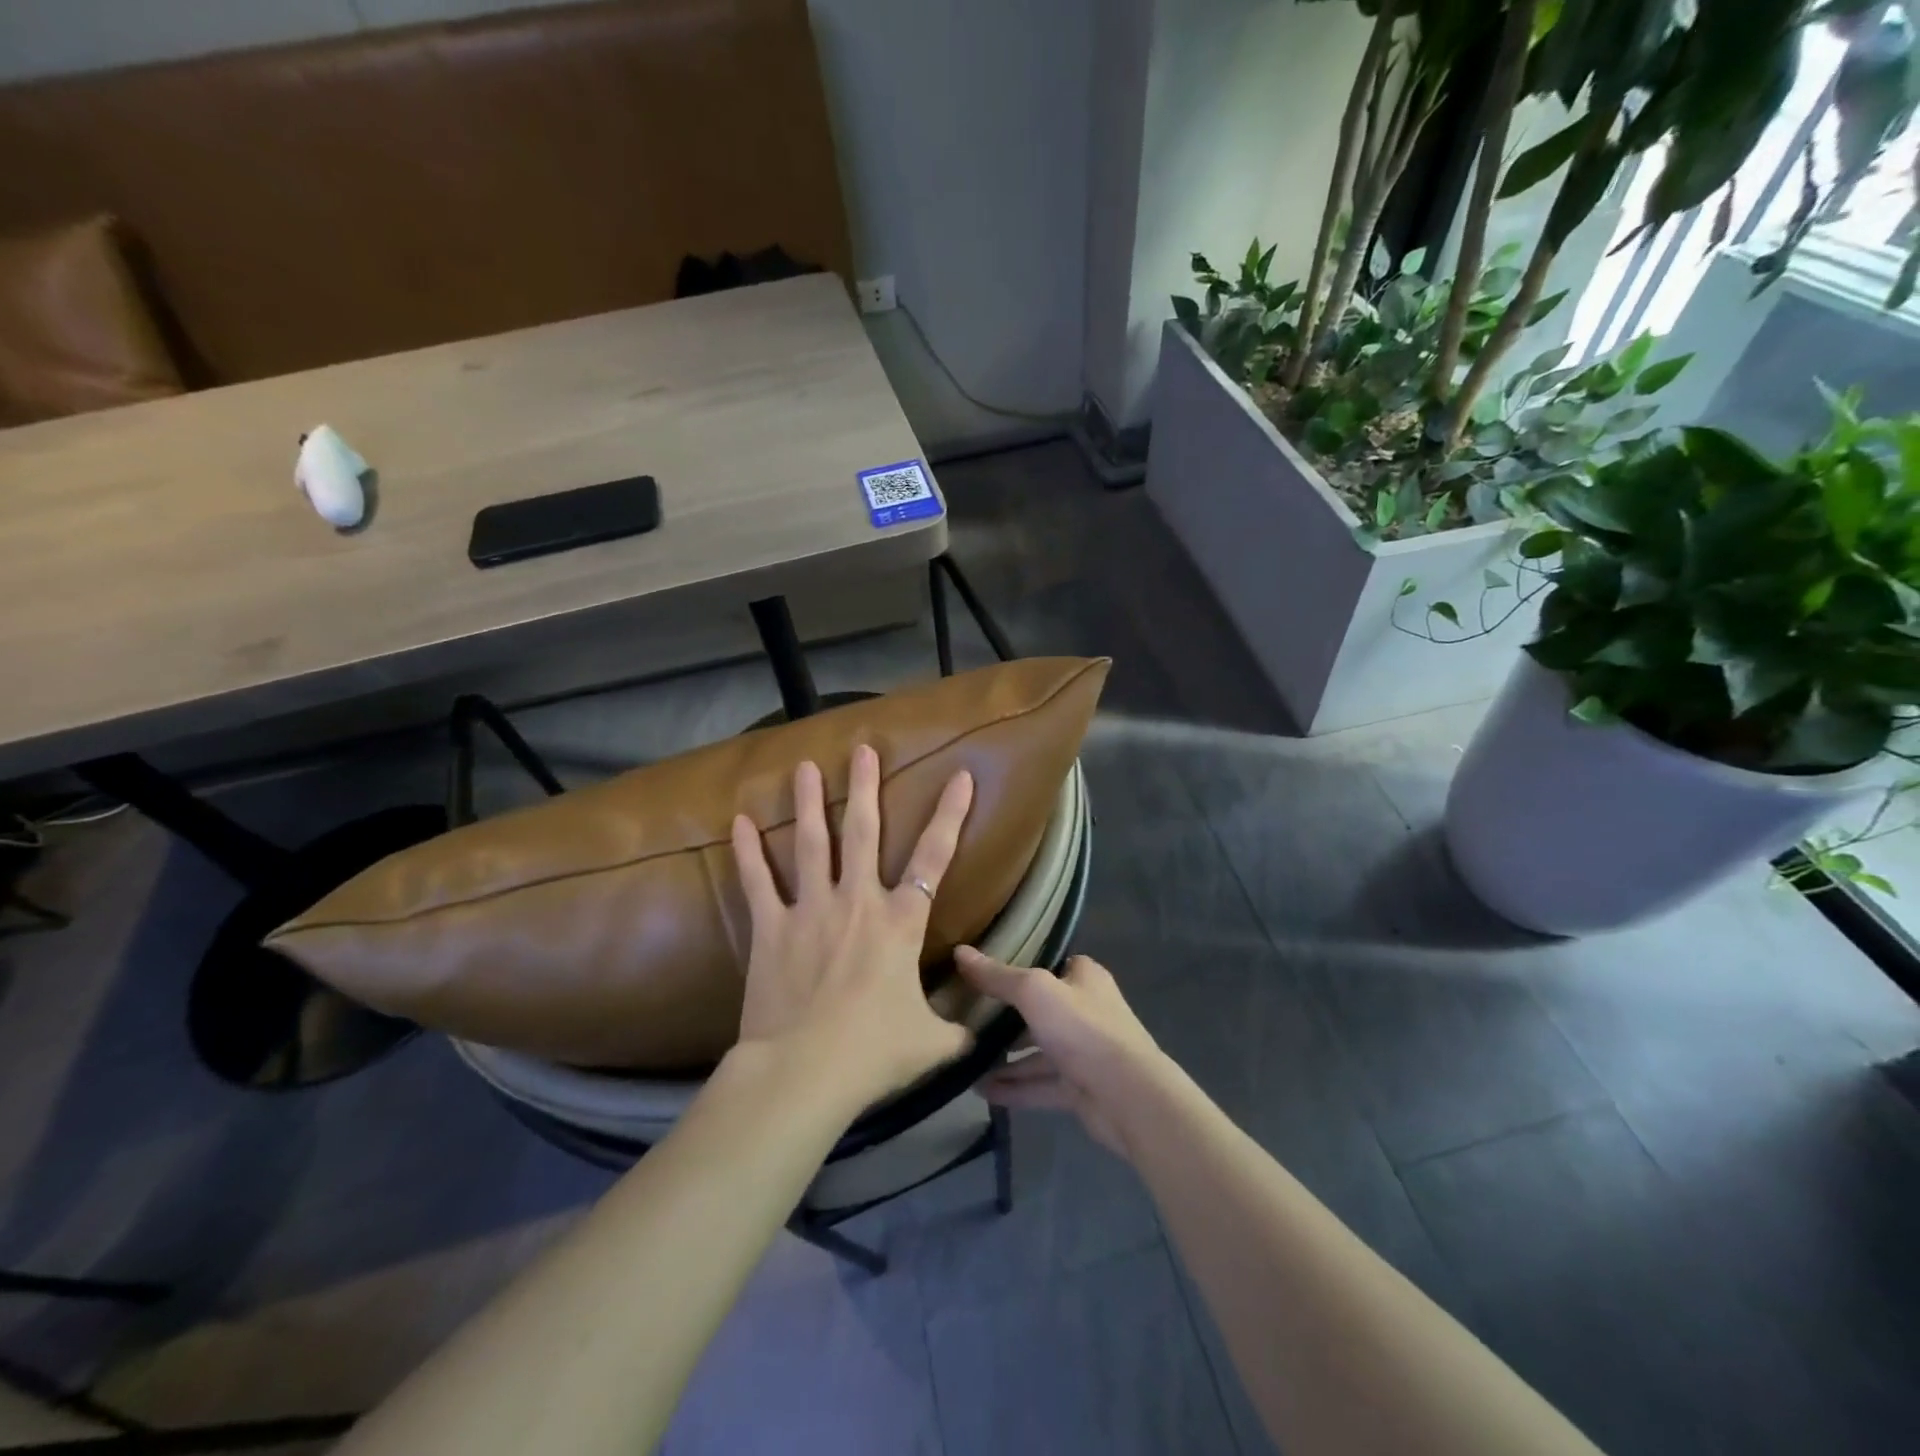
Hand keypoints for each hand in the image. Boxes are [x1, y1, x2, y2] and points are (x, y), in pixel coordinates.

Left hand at [730, 746, 974, 1111]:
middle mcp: (857, 901)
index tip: (959, 776)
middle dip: (866, 787)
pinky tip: (739, 820)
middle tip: (862, 749)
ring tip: (804, 766)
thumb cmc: (874, 1052)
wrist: (804, 1071)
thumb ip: (957, 1030)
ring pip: (812, 842)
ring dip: (809, 802)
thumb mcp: (931, 1043)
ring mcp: (811, 909)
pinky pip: (758, 881)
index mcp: (900, 921)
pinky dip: (747, 851)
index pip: (935, 856)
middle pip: (864, 831)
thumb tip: (978, 1034)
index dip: (951, 814)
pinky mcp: (771, 927)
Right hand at [955, 949, 1170, 1157]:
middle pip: (1040, 1009)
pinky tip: (981, 1090)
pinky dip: (1014, 1087)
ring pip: (1037, 1050)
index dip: (1021, 966)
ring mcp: (1083, 1052)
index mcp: (1084, 978)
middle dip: (1006, 1016)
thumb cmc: (1083, 1029)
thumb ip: (998, 976)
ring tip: (966, 1058)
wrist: (1129, 1097)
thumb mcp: (1035, 992)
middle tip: (966, 1017)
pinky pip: (1039, 1084)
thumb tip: (959, 952)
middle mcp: (1086, 1011)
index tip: (984, 972)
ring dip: (1006, 1056)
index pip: (1051, 964)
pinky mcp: (1079, 1088)